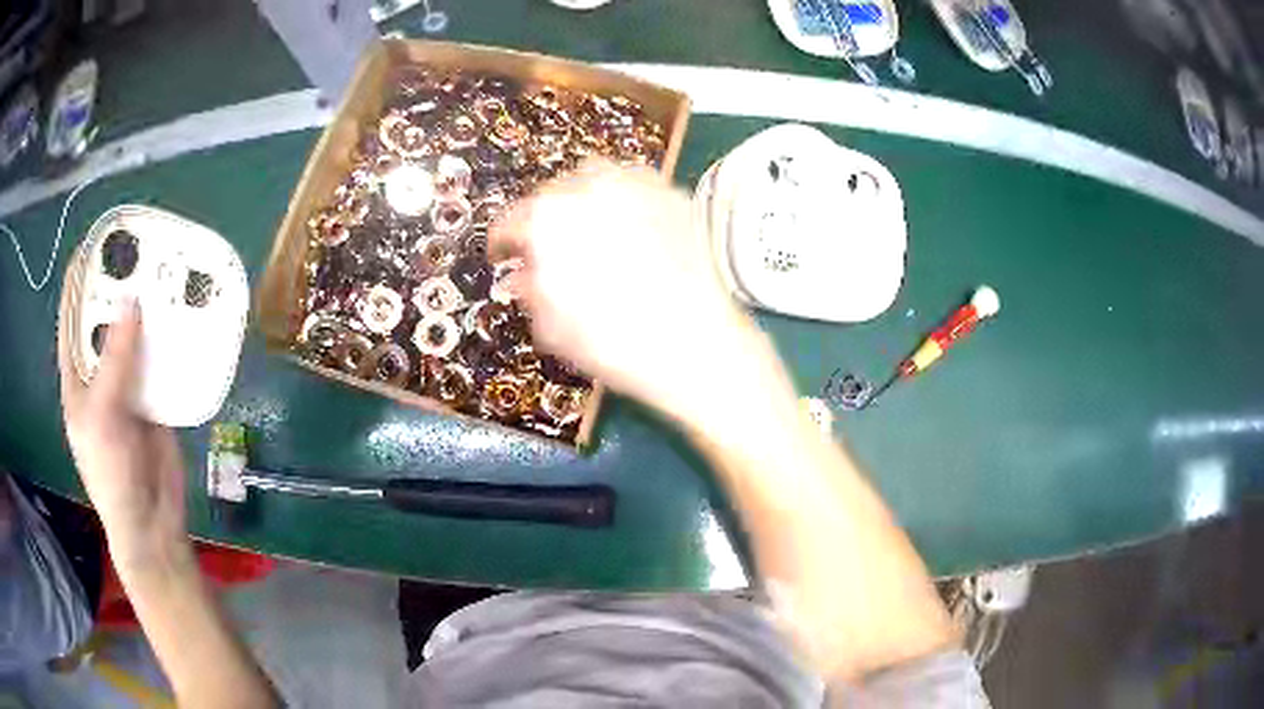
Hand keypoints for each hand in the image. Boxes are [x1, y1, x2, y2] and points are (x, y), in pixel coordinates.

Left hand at [57, 265, 187, 569]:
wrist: (150, 520)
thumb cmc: (110, 473)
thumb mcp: (101, 416)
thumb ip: (113, 361)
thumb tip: (132, 301)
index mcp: (77, 376)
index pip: (72, 316)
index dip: (80, 278)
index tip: (97, 240)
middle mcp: (100, 372)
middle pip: (109, 317)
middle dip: (121, 285)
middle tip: (142, 250)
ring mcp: (129, 383)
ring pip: (139, 334)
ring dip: (152, 308)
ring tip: (169, 272)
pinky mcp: (157, 394)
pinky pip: (163, 357)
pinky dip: (173, 337)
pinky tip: (186, 316)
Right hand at [491, 162, 763, 420]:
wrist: (696, 343)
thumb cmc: (616, 343)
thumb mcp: (554, 328)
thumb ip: (529, 292)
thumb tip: (520, 275)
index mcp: (548, 220)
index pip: (509, 221)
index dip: (503, 241)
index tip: (504, 255)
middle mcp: (588, 189)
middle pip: (549, 194)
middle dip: (542, 219)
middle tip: (547, 248)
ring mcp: (634, 185)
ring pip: (592, 177)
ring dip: (579, 200)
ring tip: (585, 230)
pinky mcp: (670, 194)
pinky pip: (632, 182)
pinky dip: (620, 197)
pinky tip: (625, 224)